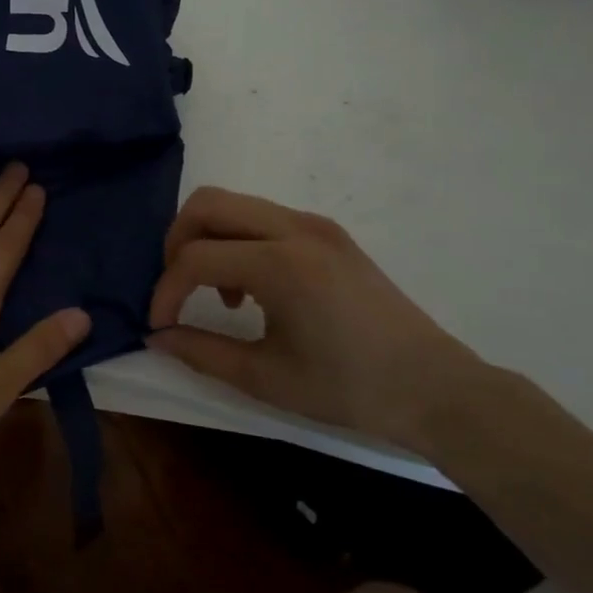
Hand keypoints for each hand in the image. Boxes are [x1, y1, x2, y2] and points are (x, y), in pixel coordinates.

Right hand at [147, 187, 483, 452]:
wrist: (436, 387)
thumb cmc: (350, 389)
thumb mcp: (266, 378)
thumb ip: (201, 353)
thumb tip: (156, 336)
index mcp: (281, 264)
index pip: (195, 258)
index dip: (166, 291)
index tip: (160, 325)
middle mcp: (295, 228)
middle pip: (207, 204)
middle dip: (177, 242)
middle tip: (177, 288)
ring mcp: (314, 224)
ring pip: (234, 204)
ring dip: (209, 239)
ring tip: (221, 295)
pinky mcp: (327, 232)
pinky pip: (262, 216)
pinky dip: (238, 240)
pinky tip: (254, 289)